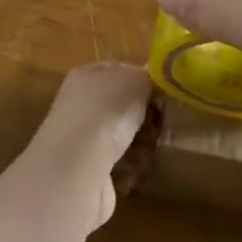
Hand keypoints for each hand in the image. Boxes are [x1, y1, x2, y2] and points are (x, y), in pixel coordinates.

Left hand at [23, 63, 154, 231]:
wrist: (76, 171)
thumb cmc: (106, 113)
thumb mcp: (136, 81)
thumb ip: (148, 75)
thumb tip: (155, 77)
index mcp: (86, 75)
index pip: (120, 69)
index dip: (144, 78)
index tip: (165, 90)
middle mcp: (80, 104)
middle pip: (123, 103)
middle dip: (145, 112)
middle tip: (163, 118)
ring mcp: (82, 139)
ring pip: (122, 134)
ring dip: (140, 141)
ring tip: (153, 145)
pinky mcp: (88, 171)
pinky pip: (119, 164)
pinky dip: (131, 167)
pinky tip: (138, 168)